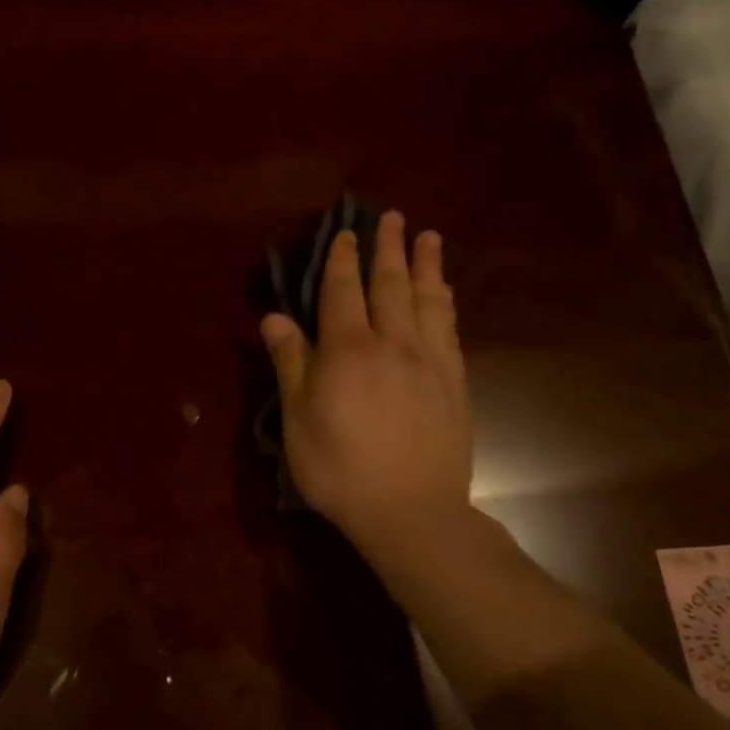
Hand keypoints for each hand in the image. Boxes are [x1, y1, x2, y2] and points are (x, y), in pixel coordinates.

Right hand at [261, 210, 472, 559]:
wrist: (411, 512)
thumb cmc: (340, 469)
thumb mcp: (298, 420)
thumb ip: (290, 363)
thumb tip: (275, 316)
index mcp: (347, 350)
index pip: (344, 291)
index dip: (344, 259)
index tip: (349, 232)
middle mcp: (392, 343)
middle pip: (391, 284)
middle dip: (389, 248)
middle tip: (394, 217)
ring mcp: (429, 361)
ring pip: (428, 300)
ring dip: (426, 265)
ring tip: (428, 237)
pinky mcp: (455, 382)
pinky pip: (450, 329)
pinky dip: (446, 303)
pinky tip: (446, 292)